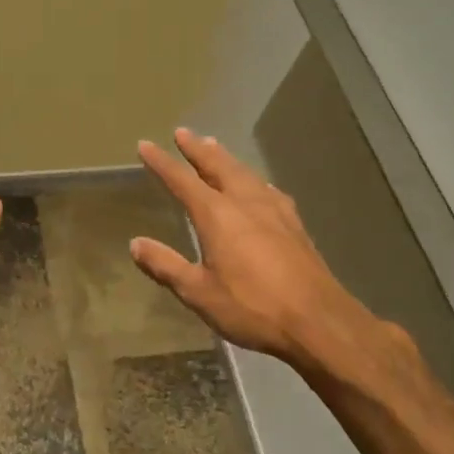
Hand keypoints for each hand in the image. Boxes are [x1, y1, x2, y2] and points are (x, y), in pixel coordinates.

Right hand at [130, 129, 396, 379]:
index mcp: (218, 215)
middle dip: (198, 149)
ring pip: (245, 174)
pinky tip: (258, 185)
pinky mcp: (295, 225)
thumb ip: (165, 265)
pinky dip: (253, 179)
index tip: (146, 145)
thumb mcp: (198, 292)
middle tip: (183, 132)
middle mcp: (246, 203)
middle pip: (218, 166)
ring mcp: (275, 212)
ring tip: (214, 146)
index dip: (162, 162)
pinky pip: (267, 190)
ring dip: (226, 159)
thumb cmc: (251, 307)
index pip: (182, 181)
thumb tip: (136, 243)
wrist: (318, 321)